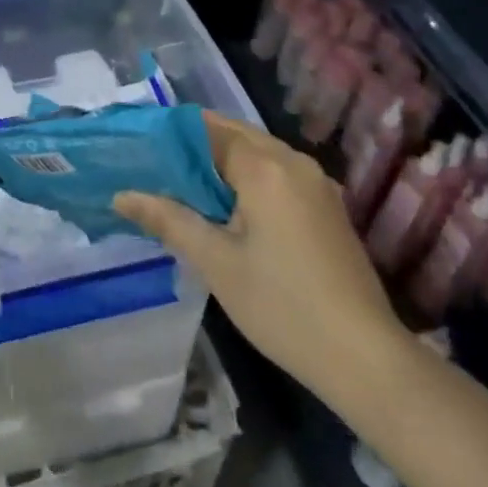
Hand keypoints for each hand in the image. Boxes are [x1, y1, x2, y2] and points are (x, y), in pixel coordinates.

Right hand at [114, 111, 409, 405]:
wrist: (366, 359)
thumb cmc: (282, 306)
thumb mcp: (216, 262)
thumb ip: (168, 219)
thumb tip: (121, 195)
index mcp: (264, 166)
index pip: (208, 128)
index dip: (170, 132)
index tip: (138, 144)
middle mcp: (294, 162)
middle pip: (234, 134)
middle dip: (194, 145)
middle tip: (152, 164)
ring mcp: (316, 184)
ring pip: (258, 153)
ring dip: (221, 162)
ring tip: (181, 184)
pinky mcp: (327, 208)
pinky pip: (277, 174)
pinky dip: (247, 178)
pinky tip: (226, 207)